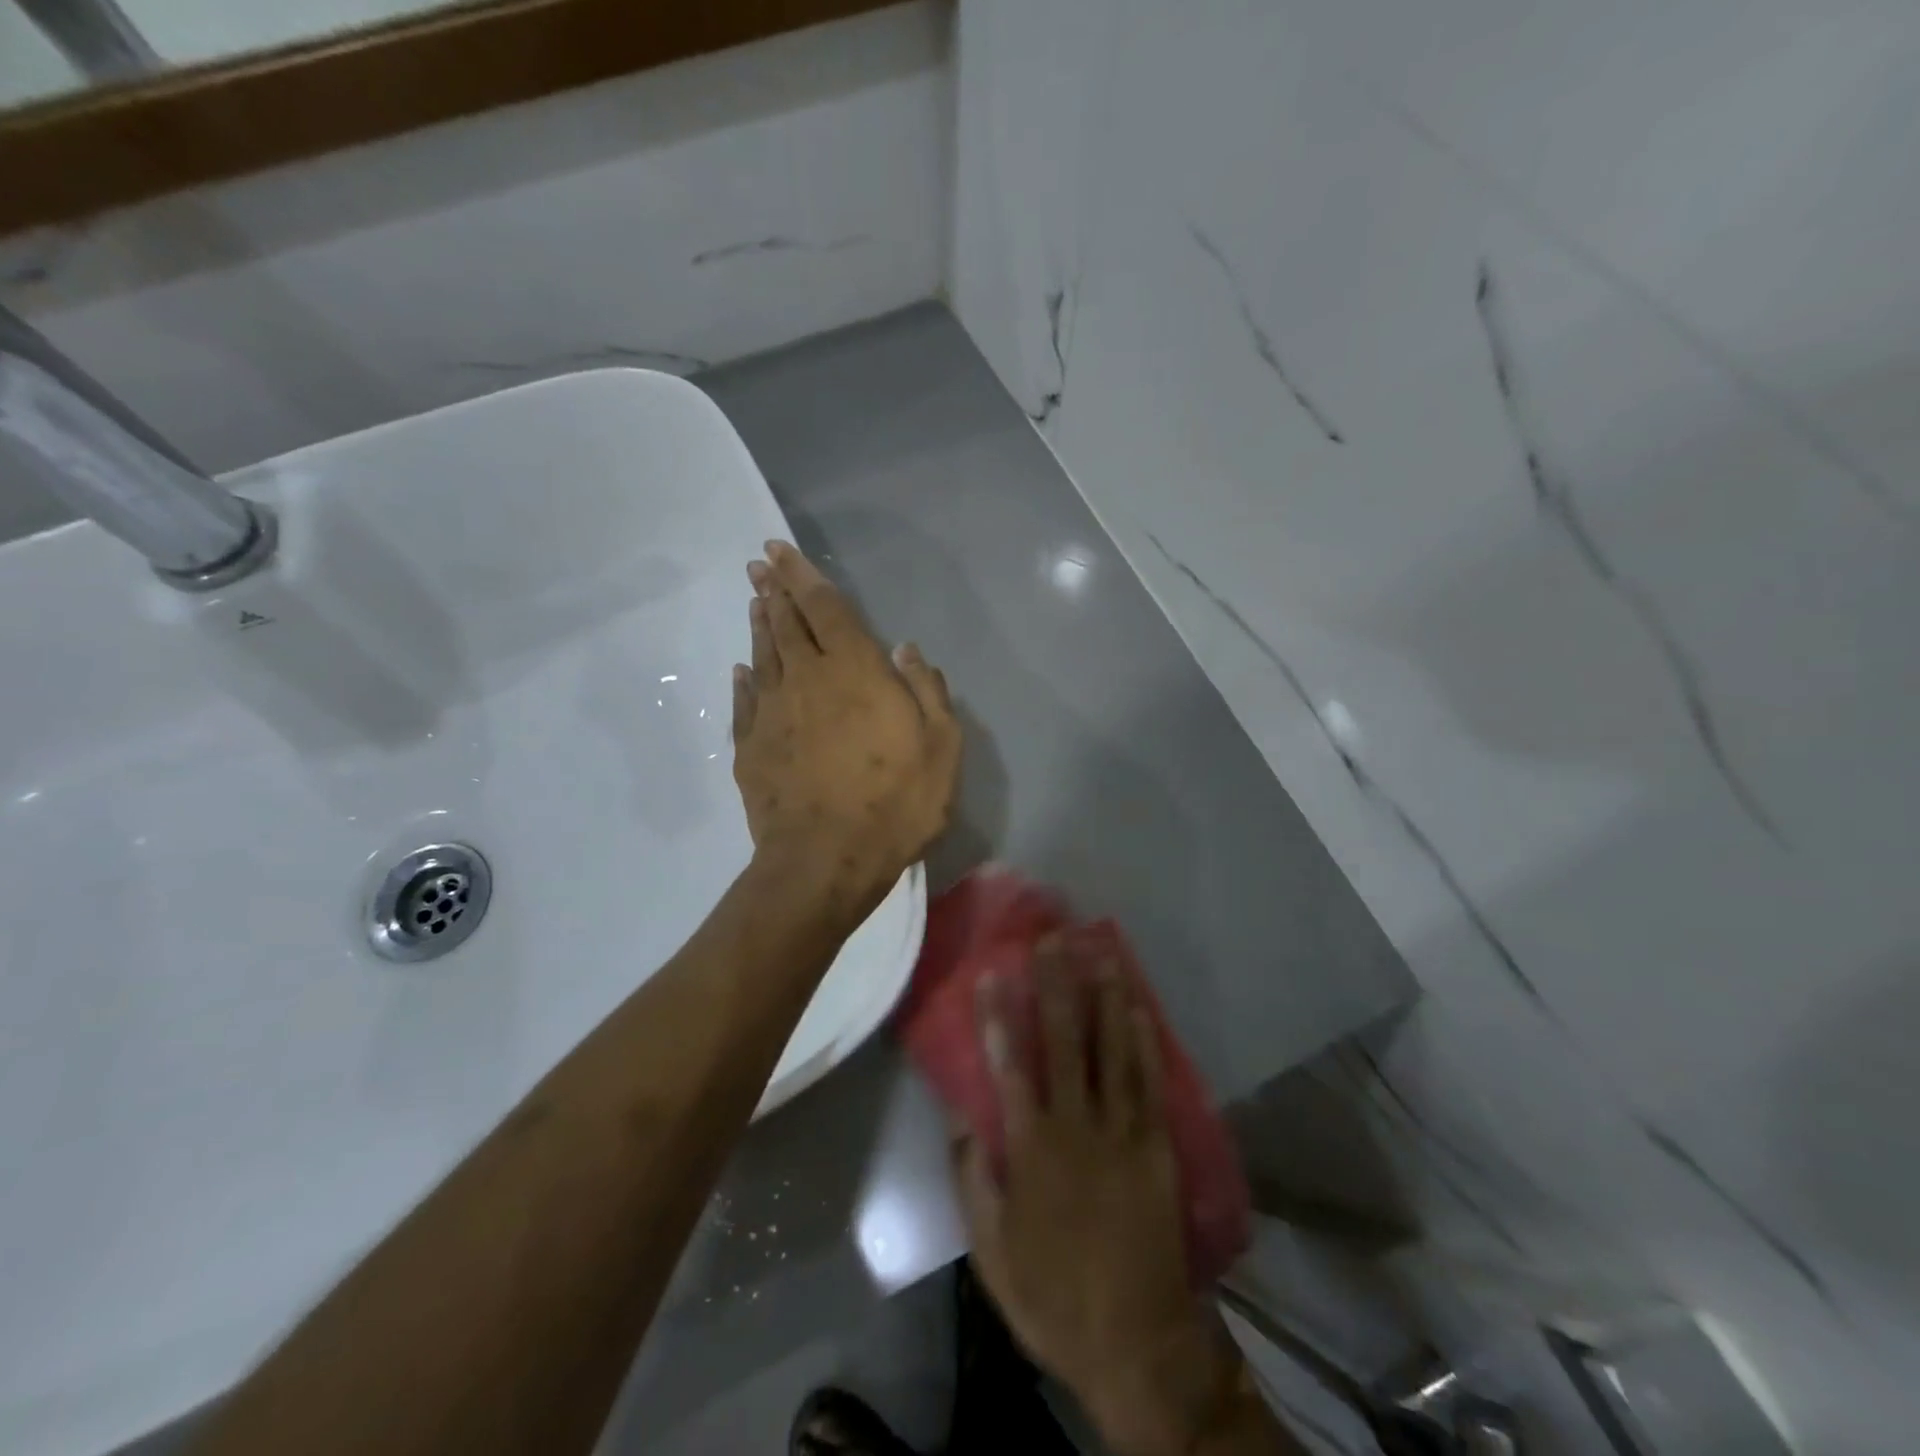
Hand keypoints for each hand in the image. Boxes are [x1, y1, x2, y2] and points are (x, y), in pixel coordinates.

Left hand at [733, 540, 961, 917]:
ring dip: (760, 626)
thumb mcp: (941, 747)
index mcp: (854, 671)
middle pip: (786, 624)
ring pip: (763, 657)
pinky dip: (744, 680)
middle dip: (773, 591)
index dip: (802, 575)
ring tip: (754, 603)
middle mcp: (807, 680)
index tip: (779, 550)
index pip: (824, 607)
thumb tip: (906, 650)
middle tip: (758, 567)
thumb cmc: (895, 802)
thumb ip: (927, 692)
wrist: (827, 860)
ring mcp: (772, 714)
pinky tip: (742, 670)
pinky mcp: (751, 748)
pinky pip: (745, 702)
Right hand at [952, 939, 1245, 1455]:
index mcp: (1033, 1149)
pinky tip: (1139, 1009)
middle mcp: (1077, 1127)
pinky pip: (1149, 1083)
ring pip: (1112, 1050)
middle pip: (1065, 1041)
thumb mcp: (992, 1251)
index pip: (1010, 1066)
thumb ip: (975, 1179)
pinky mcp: (1156, 1146)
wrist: (1136, 1342)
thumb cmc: (1053, 1295)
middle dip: (1056, 986)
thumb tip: (964, 1118)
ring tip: (1100, 954)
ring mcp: (1122, 1133)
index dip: (997, 1017)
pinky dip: (1143, 1042)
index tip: (991, 973)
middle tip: (1053, 940)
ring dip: (1105, 998)